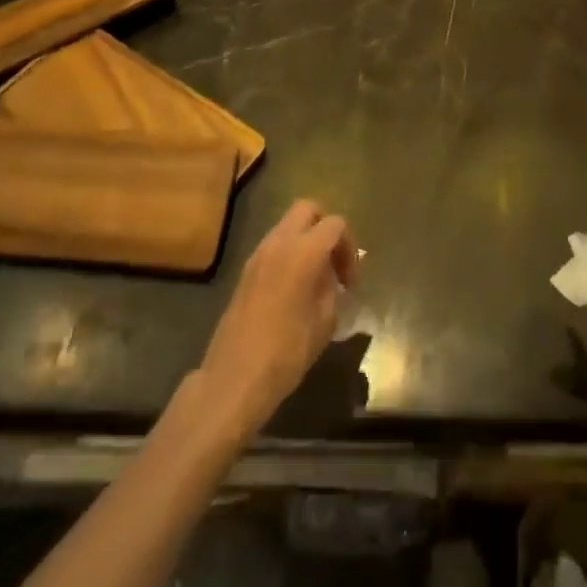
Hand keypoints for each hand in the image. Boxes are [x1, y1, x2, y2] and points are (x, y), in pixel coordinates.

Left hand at [197, 199, 356, 440]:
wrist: (235, 377)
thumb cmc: (287, 352)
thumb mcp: (324, 321)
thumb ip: (332, 288)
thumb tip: (331, 275)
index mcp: (303, 252)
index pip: (335, 224)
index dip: (349, 248)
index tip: (351, 282)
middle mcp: (278, 243)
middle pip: (307, 209)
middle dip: (326, 229)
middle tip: (334, 263)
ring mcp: (257, 255)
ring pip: (287, 226)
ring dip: (306, 241)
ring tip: (316, 278)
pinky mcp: (245, 272)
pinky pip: (273, 246)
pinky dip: (289, 254)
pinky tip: (295, 289)